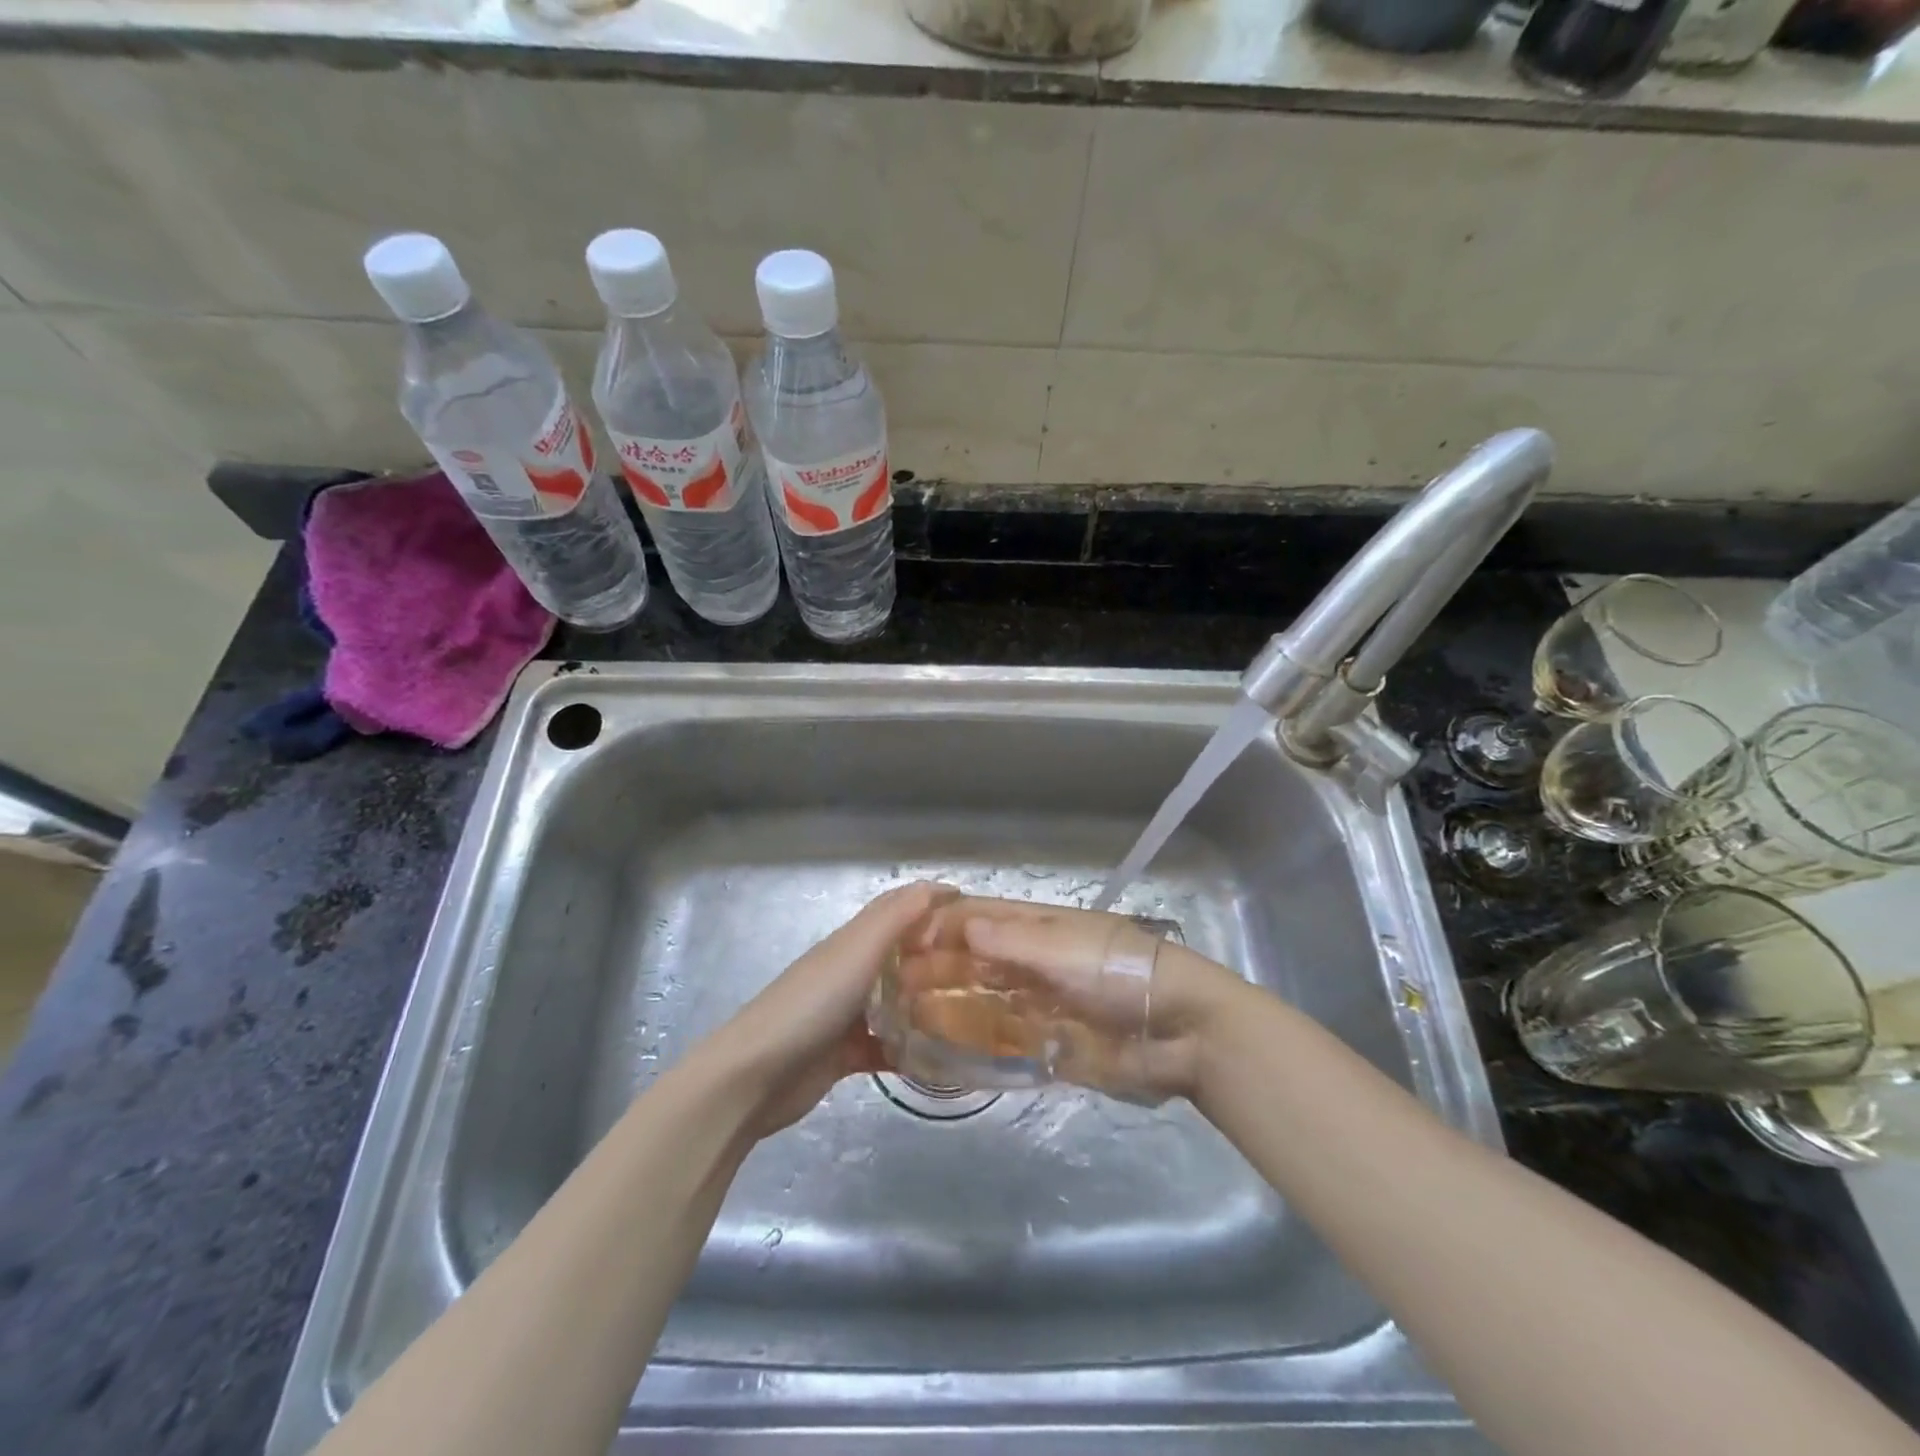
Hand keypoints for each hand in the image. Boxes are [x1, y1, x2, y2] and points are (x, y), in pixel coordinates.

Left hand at [710, 881, 954, 1139]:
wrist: (755, 1077)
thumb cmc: (811, 1004)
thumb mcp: (856, 952)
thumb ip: (895, 919)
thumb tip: (936, 886)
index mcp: (852, 941)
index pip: (897, 908)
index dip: (932, 901)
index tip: (976, 910)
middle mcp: (851, 971)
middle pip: (901, 953)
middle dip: (937, 952)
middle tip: (985, 964)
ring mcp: (847, 1014)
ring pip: (897, 1001)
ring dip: (927, 1002)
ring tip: (973, 1010)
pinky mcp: (845, 1055)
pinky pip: (887, 1047)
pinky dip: (911, 1051)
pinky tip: (942, 1060)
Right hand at [930, 896, 1245, 1102]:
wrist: (1183, 1032)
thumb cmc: (1119, 973)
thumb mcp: (1064, 948)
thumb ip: (1012, 940)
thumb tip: (961, 926)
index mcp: (1040, 927)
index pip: (981, 918)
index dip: (943, 926)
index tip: (903, 943)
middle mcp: (1036, 962)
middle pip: (978, 962)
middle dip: (940, 970)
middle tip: (895, 988)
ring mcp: (1043, 1005)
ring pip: (986, 1002)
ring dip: (951, 1008)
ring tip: (908, 1019)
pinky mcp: (1053, 1046)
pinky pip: (1007, 1042)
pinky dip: (978, 1045)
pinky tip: (945, 1053)